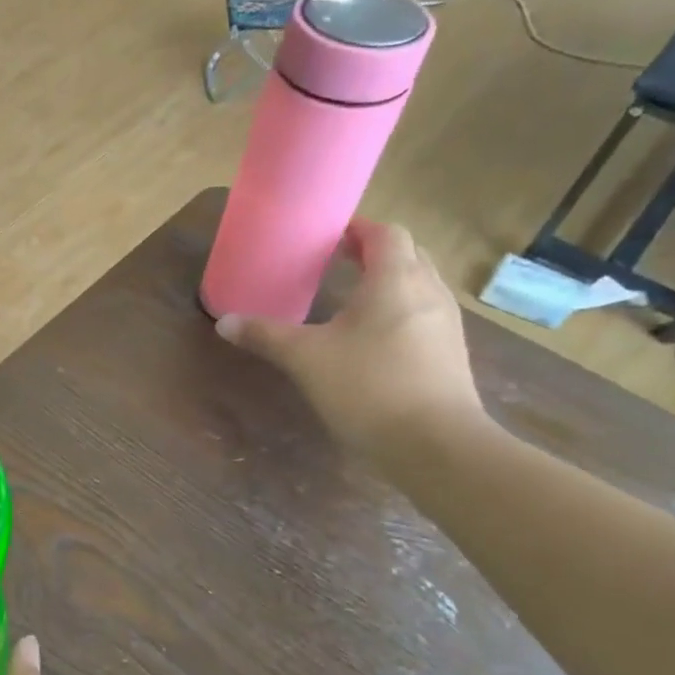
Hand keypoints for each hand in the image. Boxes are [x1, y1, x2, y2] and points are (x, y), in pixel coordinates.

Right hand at [214, 219, 487, 467]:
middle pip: (407, 254)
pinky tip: (372, 337)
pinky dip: (398, 310)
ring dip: (389, 281)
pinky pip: (423, 314)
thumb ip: (266, 336)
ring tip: (351, 296)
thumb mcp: (305, 359)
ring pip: (419, 285)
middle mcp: (428, 292)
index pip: (385, 234)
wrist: (435, 446)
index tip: (329, 235)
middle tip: (337, 261)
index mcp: (395, 280)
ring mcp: (445, 324)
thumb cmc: (368, 387)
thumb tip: (224, 322)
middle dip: (373, 252)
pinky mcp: (450, 354)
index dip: (358, 228)